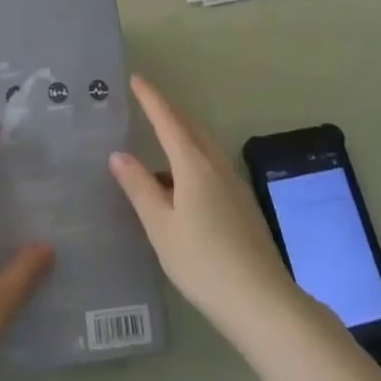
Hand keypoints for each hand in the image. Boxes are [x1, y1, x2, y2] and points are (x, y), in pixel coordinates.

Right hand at [109, 75, 303, 338]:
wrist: (262, 301)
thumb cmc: (203, 263)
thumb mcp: (161, 227)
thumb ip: (139, 188)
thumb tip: (118, 154)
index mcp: (194, 165)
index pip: (168, 121)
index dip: (151, 99)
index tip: (136, 79)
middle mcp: (216, 165)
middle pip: (190, 127)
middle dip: (168, 111)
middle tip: (146, 102)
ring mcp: (233, 184)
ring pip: (204, 146)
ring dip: (182, 133)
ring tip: (160, 137)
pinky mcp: (242, 204)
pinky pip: (211, 165)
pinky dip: (192, 157)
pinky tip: (181, 181)